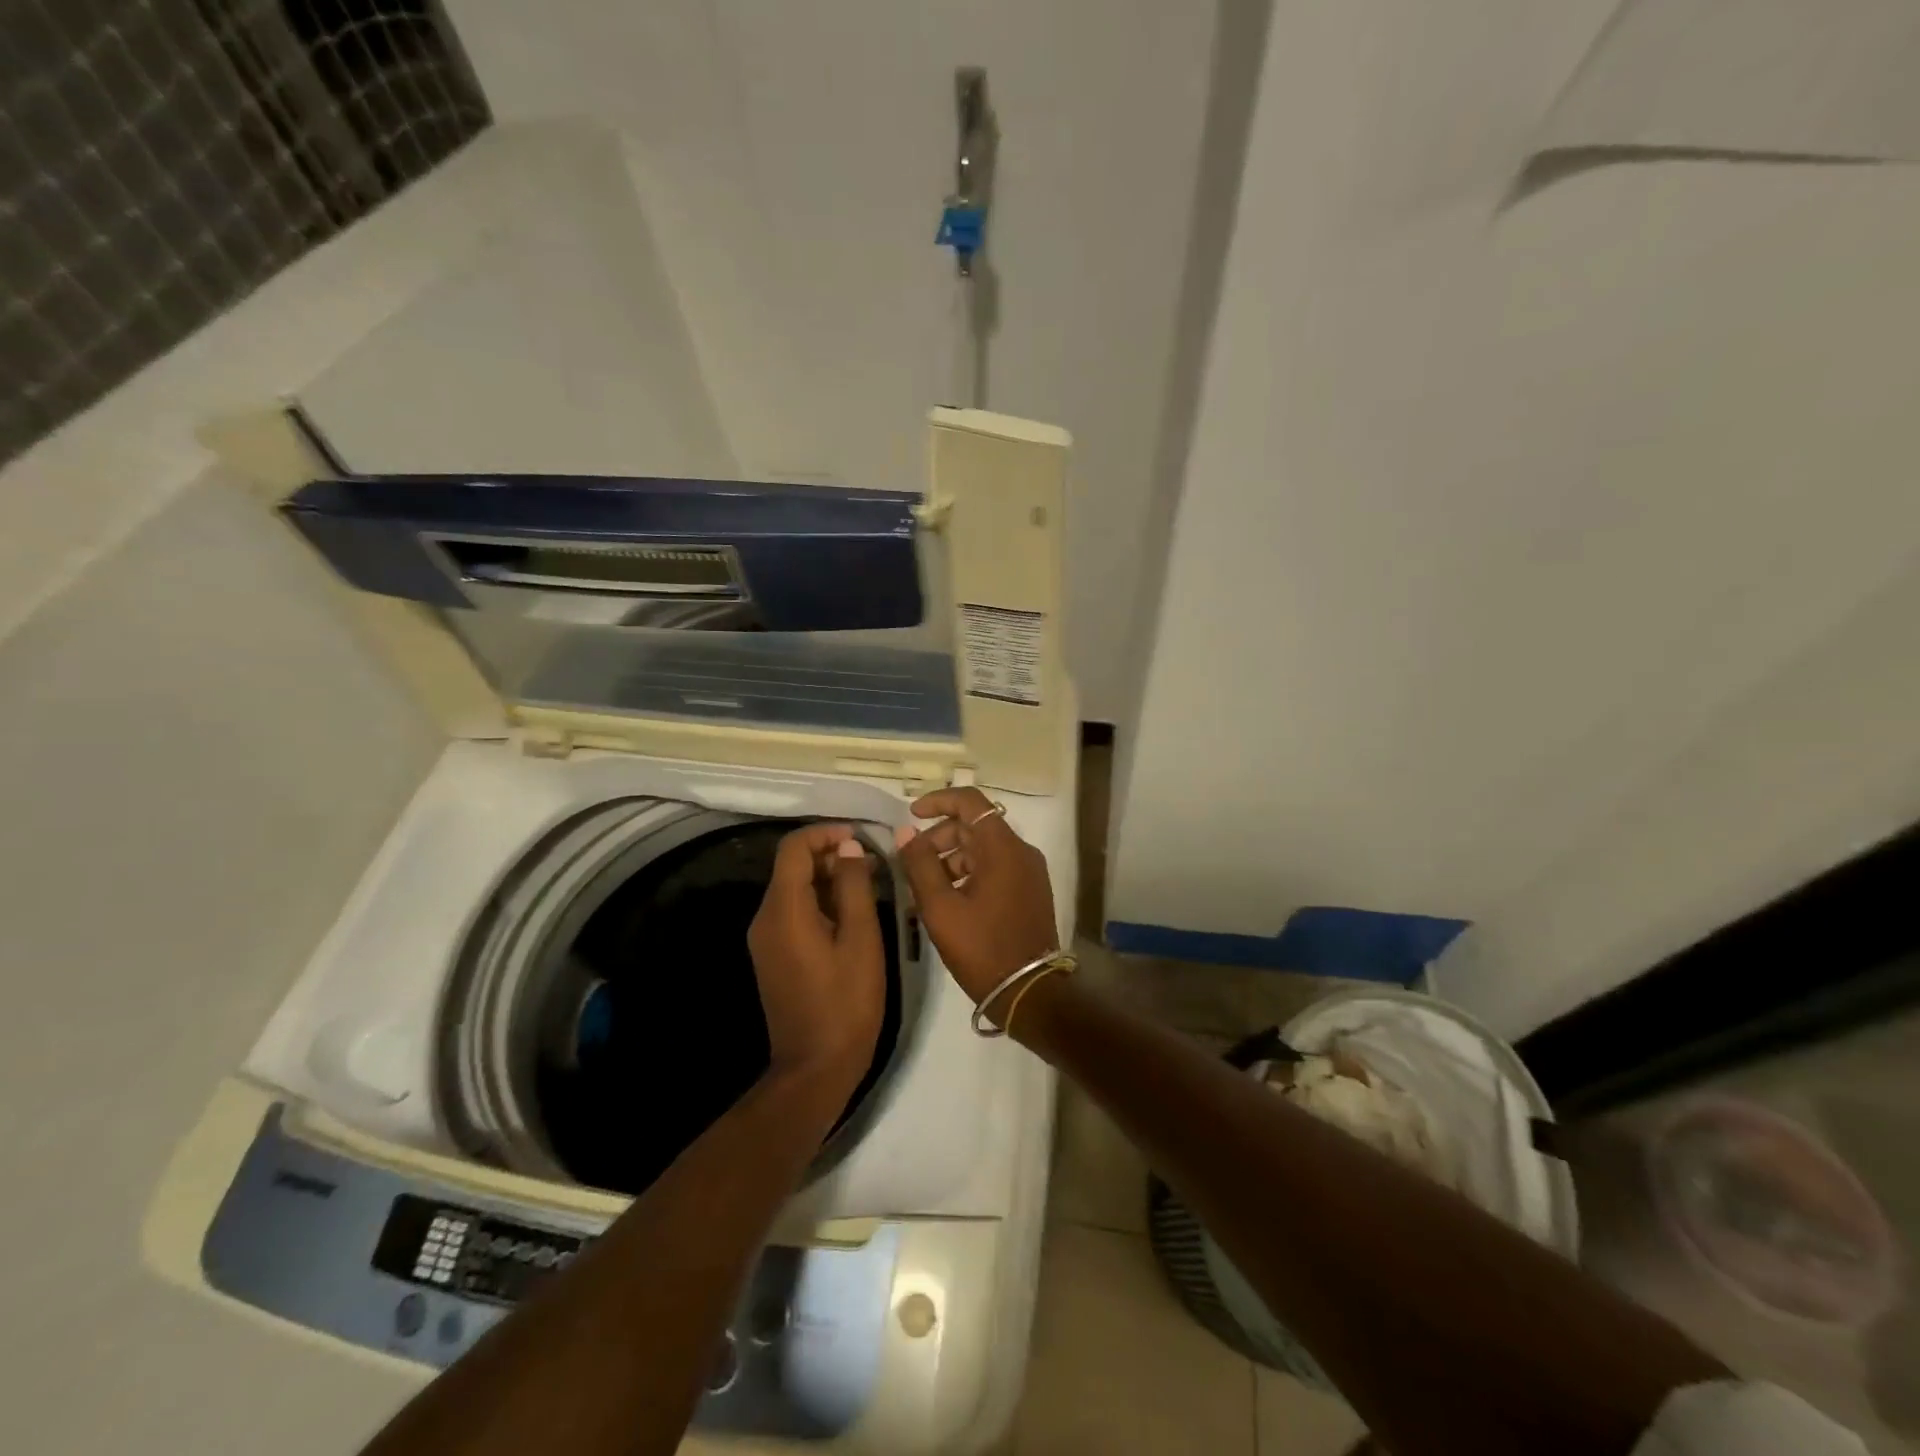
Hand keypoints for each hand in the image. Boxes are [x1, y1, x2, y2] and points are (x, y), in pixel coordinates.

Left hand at [747, 823, 886, 1091]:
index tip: (859, 838)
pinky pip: (793, 912)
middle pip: (791, 867)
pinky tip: (851, 913)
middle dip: (830, 856)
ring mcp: (766, 939)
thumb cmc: (846, 1002)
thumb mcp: (860, 939)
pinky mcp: (773, 955)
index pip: (794, 849)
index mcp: (784, 910)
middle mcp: (765, 918)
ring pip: (794, 889)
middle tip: (873, 864)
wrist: (815, 1067)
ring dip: (828, 879)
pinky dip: (820, 901)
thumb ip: (854, 886)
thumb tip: (848, 847)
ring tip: (869, 885)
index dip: (825, 834)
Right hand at [896, 787, 1058, 1005]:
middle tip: (912, 862)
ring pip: (984, 848)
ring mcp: (1029, 872)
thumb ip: (920, 865)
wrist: (1029, 993)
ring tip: (925, 887)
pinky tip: (948, 899)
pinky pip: (996, 867)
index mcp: (1003, 848)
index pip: (971, 802)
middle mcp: (1021, 852)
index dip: (938, 801)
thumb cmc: (982, 948)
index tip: (911, 815)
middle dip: (940, 837)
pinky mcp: (1030, 890)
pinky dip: (969, 872)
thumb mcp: (941, 908)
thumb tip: (905, 832)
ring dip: (952, 858)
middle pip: (975, 826)